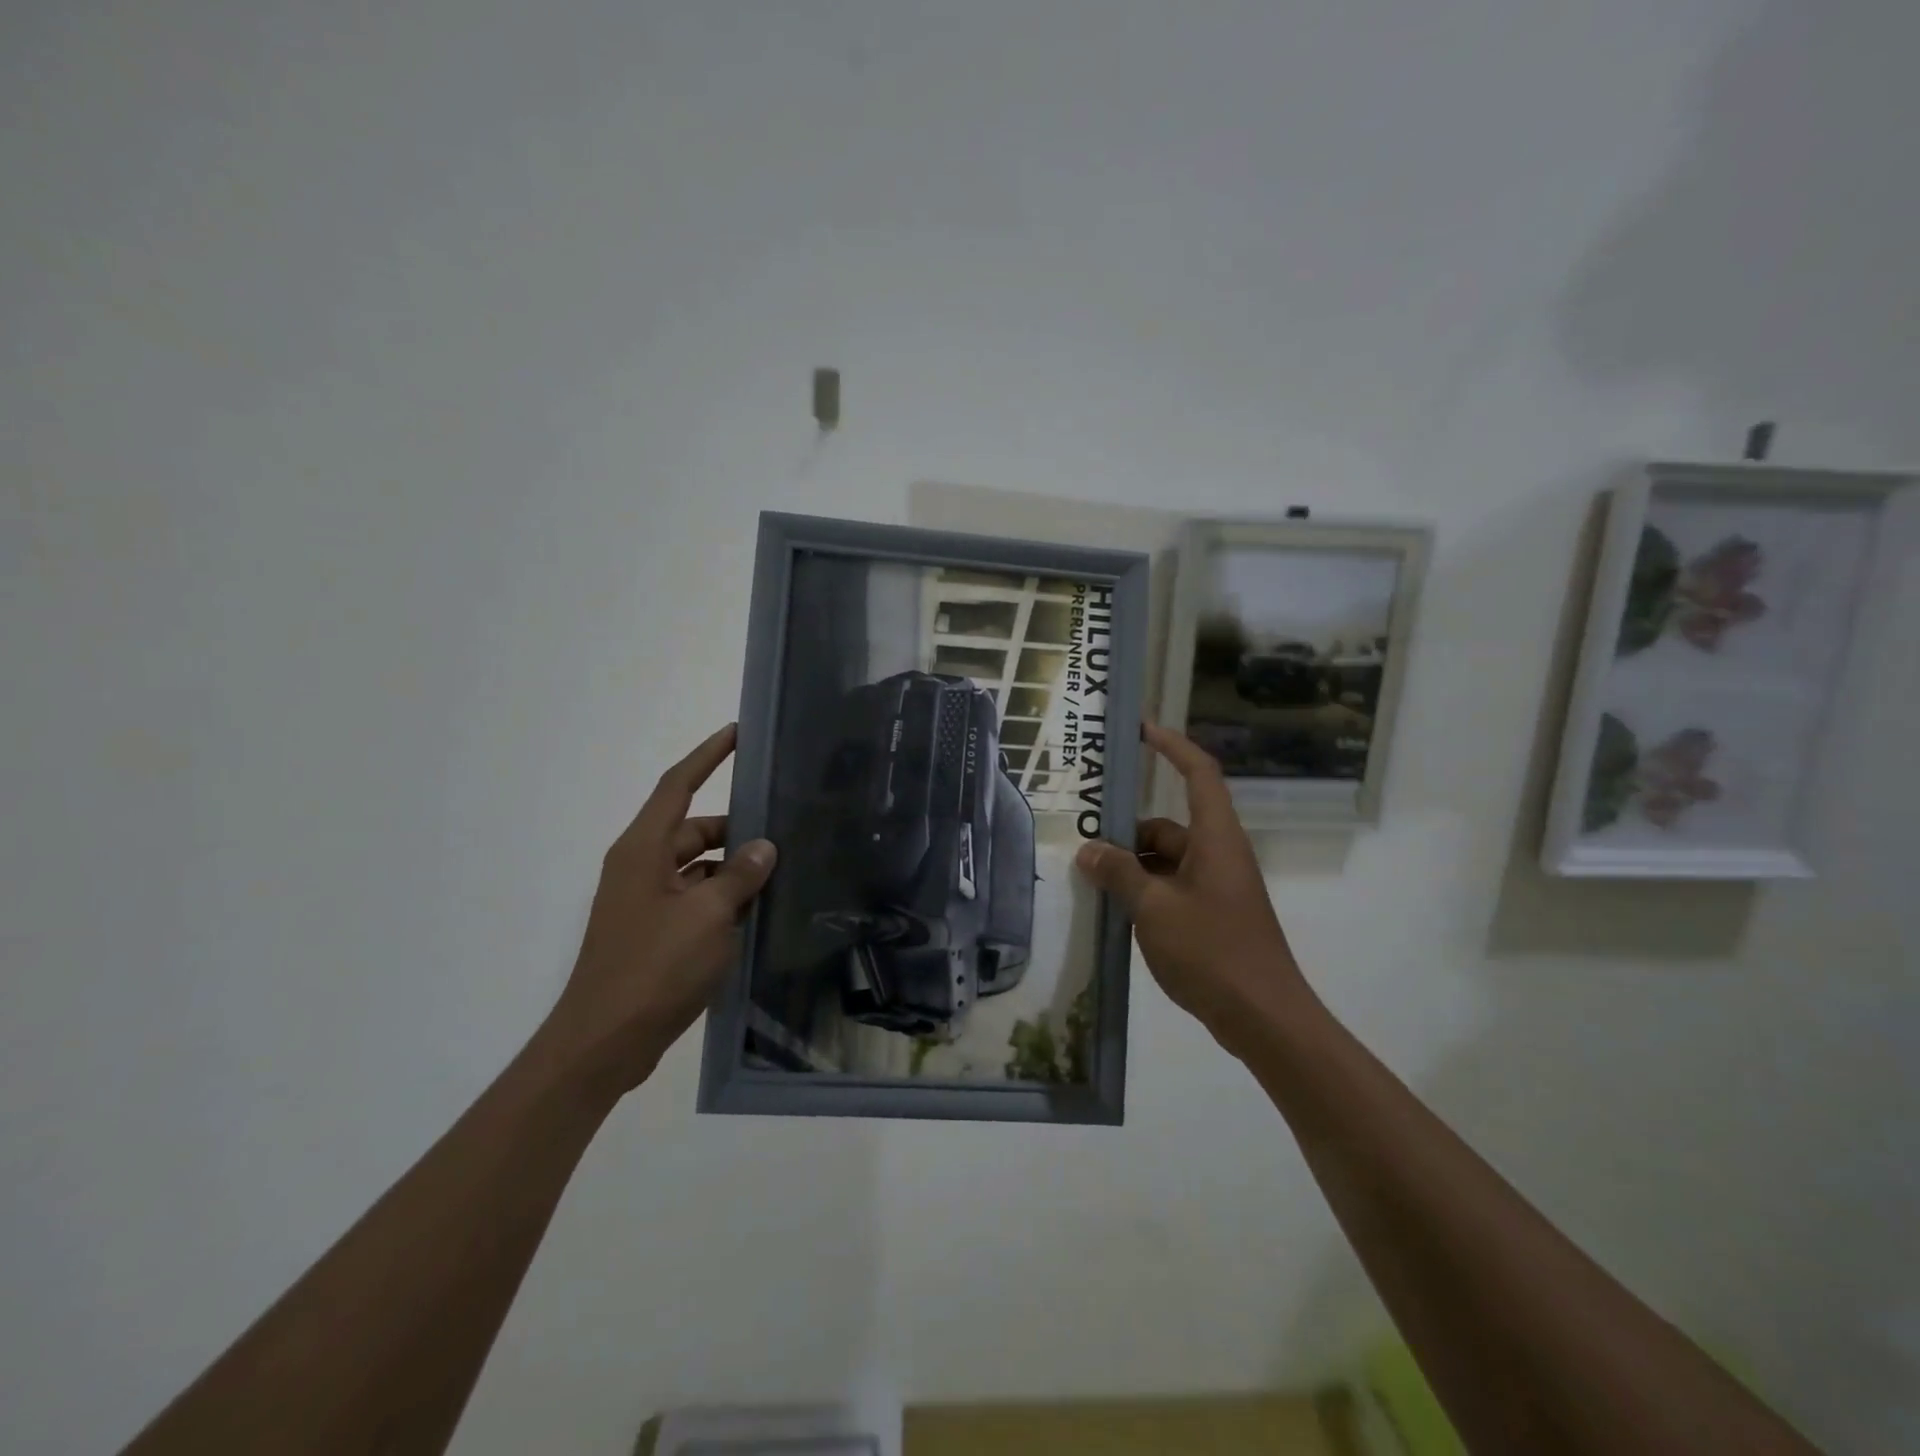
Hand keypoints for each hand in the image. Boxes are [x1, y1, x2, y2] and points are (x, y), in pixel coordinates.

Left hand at [537, 724, 775, 1101]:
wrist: (604, 1042)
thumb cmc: (653, 968)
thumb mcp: (707, 916)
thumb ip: (740, 876)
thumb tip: (764, 847)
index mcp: (643, 850)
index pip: (678, 786)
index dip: (707, 756)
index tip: (737, 733)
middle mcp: (640, 867)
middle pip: (694, 830)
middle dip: (736, 829)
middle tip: (785, 829)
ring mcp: (645, 902)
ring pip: (698, 868)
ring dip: (734, 870)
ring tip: (782, 875)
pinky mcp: (653, 933)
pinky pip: (695, 900)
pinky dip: (723, 901)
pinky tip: (758, 915)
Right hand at [1075, 724, 1308, 1053]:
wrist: (1264, 1018)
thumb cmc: (1212, 952)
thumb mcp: (1154, 909)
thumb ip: (1119, 874)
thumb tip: (1089, 851)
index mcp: (1215, 839)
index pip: (1198, 774)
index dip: (1172, 747)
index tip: (1141, 731)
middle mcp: (1219, 854)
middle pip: (1168, 825)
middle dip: (1127, 834)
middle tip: (1084, 848)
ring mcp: (1217, 886)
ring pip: (1166, 860)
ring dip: (1132, 868)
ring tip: (1092, 885)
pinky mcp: (1213, 914)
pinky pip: (1172, 887)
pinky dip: (1145, 892)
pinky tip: (1117, 912)